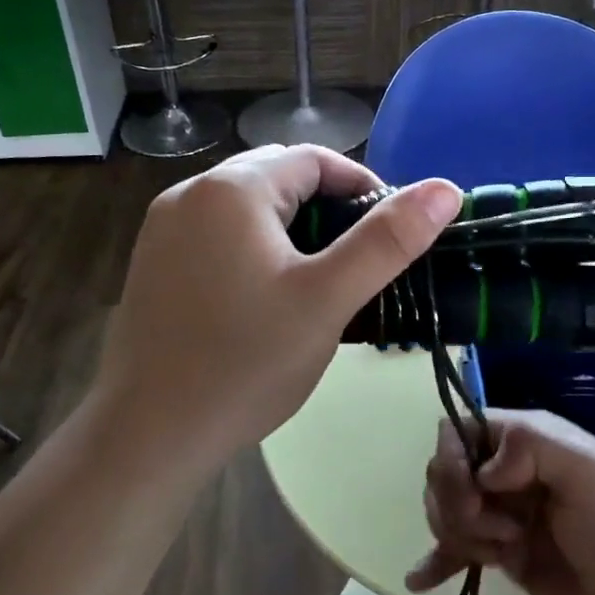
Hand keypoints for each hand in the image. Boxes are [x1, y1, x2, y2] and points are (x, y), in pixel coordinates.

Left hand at [89, 145, 460, 466]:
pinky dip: (253, 247)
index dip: (362, 188)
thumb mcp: (327, 299)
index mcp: (232, 188)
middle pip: (278, 177)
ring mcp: (162, 227)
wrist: (148, 435)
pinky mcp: (152, 262)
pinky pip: (217, 234)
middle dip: (326, 209)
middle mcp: (189, 193)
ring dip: (290, 229)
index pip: (315, 159)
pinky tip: (264, 297)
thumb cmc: (245, 364)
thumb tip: (446, 189)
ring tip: (317, 282)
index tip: (390, 235)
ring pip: (247, 207)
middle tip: (355, 264)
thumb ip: (387, 241)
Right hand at [406, 410, 594, 594]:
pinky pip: (455, 552)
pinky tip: (420, 579)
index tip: (475, 491)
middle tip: (502, 532)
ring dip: (459, 535)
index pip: (461, 430)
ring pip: (445, 510)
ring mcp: (502, 514)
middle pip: (444, 472)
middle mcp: (507, 471)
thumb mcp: (589, 469)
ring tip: (501, 555)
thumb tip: (483, 471)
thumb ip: (531, 445)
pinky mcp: (502, 555)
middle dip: (458, 504)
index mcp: (526, 440)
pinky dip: (436, 561)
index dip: (454, 459)